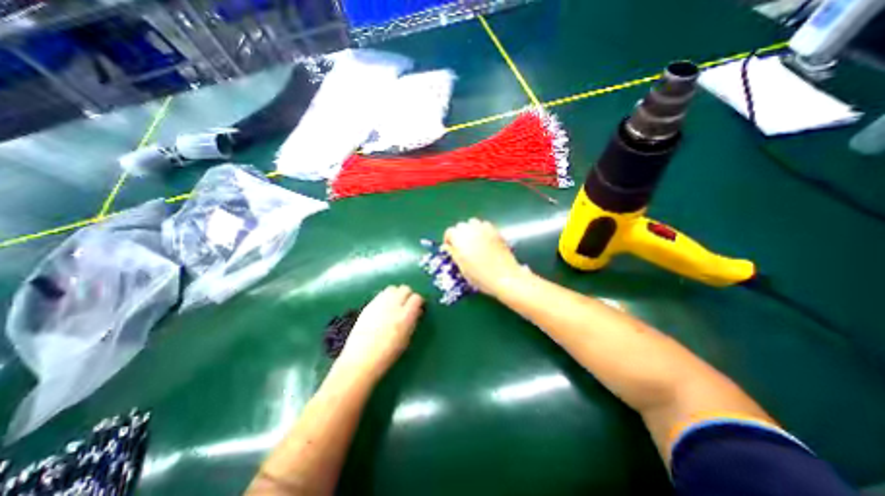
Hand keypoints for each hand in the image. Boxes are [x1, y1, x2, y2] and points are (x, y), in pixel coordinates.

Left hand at [336, 287, 424, 378]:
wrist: (360, 360)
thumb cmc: (387, 354)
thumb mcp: (406, 339)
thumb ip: (412, 321)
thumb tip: (417, 311)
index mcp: (405, 316)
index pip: (416, 298)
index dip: (418, 302)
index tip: (418, 307)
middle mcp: (393, 305)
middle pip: (405, 289)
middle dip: (408, 295)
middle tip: (407, 304)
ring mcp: (379, 303)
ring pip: (392, 288)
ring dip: (396, 294)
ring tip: (395, 304)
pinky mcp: (368, 305)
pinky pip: (381, 294)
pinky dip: (386, 297)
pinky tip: (384, 308)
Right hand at [443, 217, 523, 294]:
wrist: (504, 277)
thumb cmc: (479, 275)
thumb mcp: (462, 267)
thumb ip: (453, 253)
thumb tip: (448, 246)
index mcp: (460, 238)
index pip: (450, 232)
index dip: (449, 240)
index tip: (451, 248)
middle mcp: (471, 229)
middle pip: (461, 225)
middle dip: (459, 234)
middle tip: (462, 246)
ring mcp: (485, 229)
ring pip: (473, 222)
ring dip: (471, 230)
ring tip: (473, 242)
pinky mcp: (496, 231)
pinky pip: (485, 225)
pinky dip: (482, 230)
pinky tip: (485, 241)